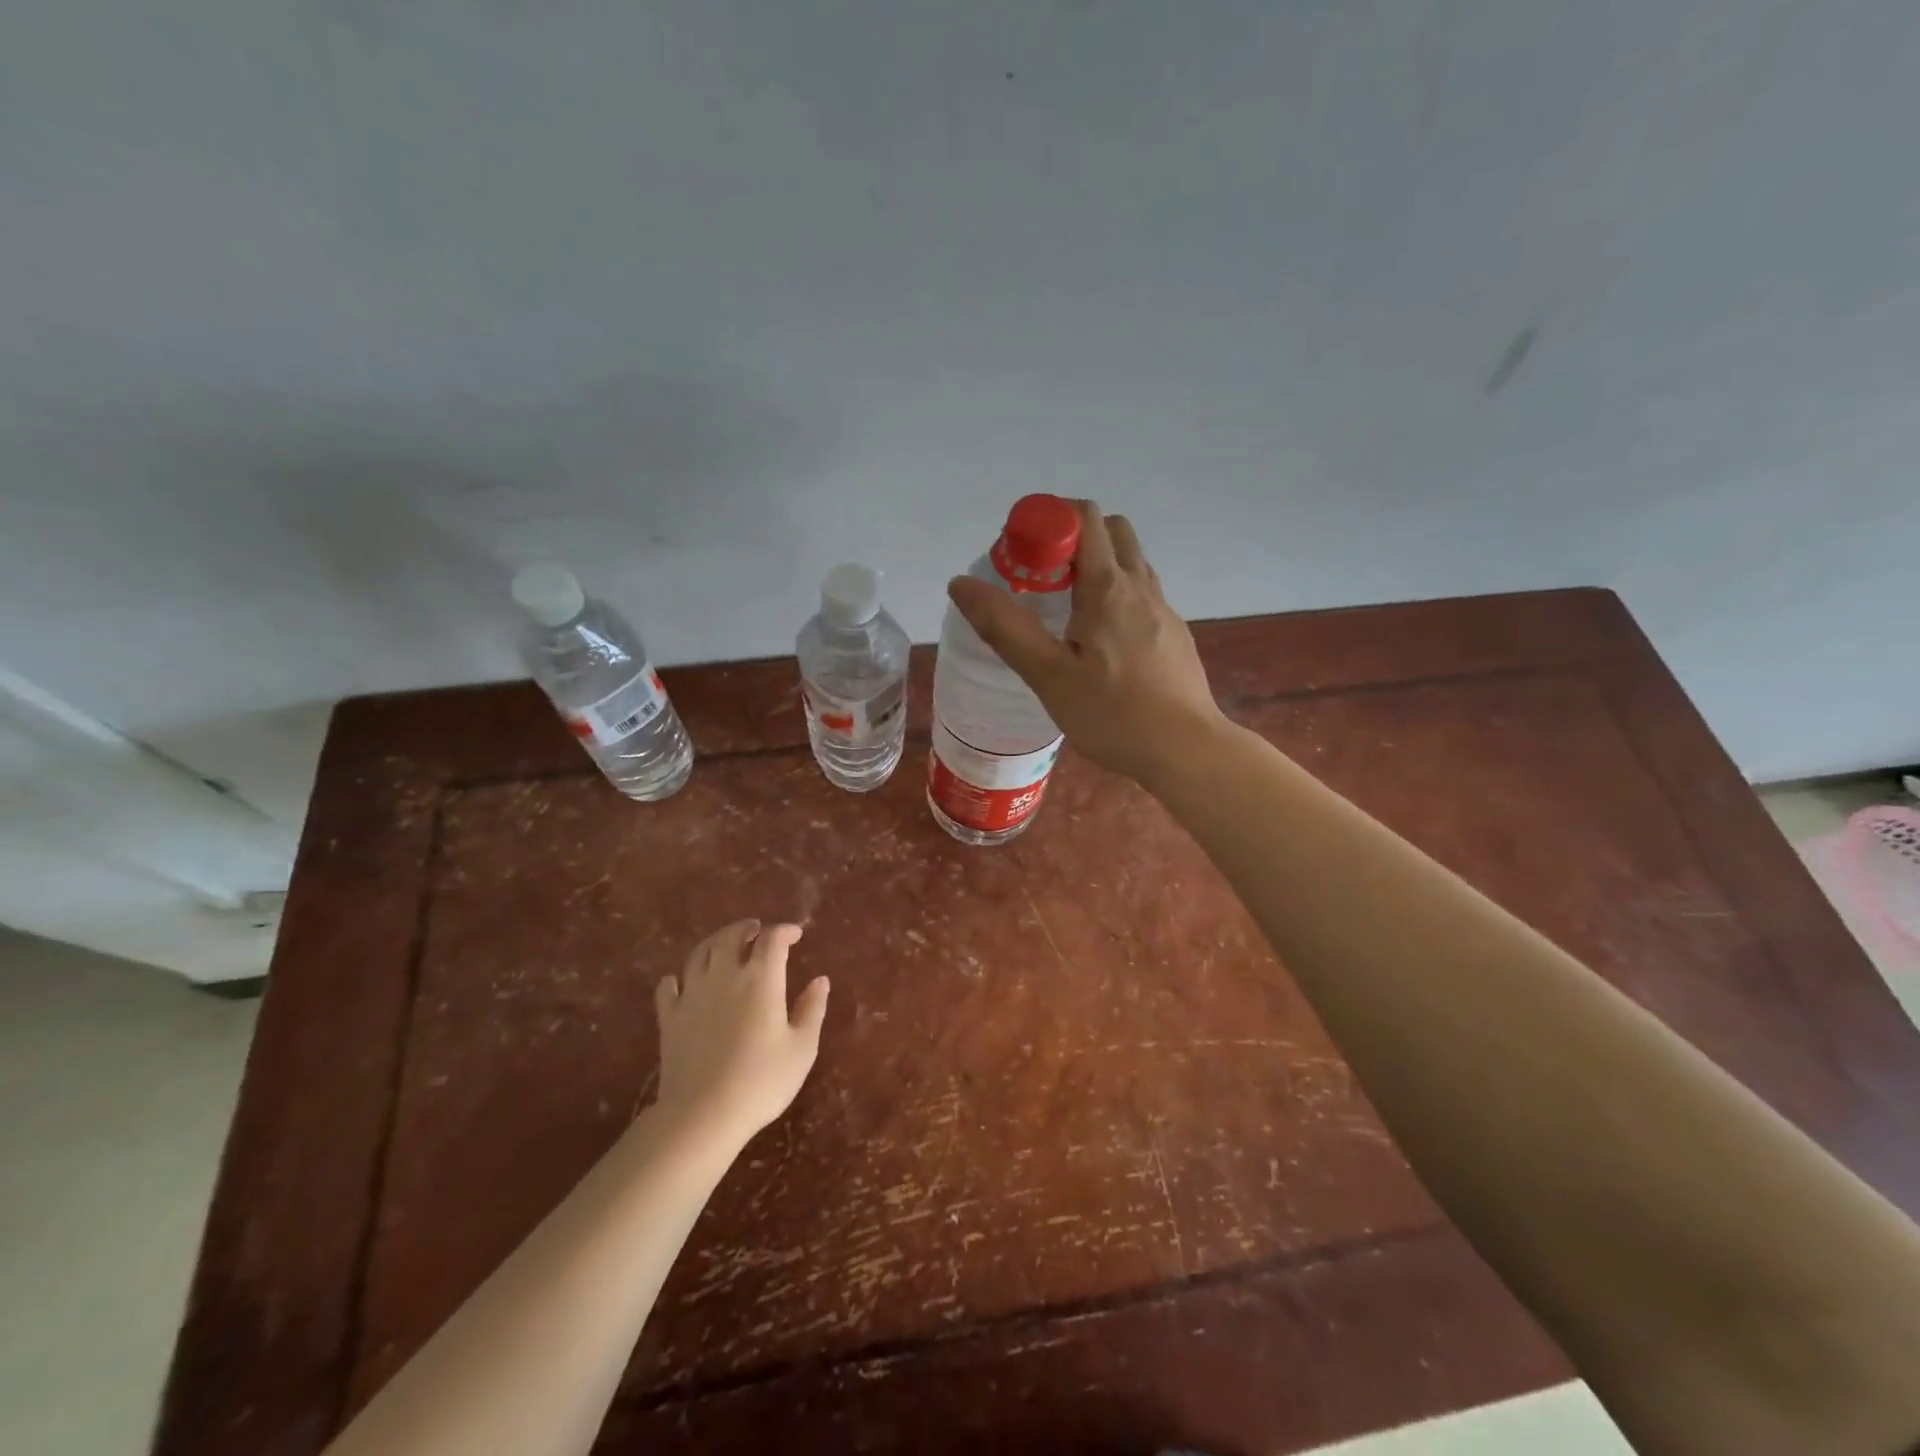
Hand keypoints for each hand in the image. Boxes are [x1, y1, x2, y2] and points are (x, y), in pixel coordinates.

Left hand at [653, 920, 828, 1141]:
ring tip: (723, 945)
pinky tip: (680, 982)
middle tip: (756, 930)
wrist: (703, 1114)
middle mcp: (724, 976)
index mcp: (760, 979)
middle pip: (730, 937)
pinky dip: (676, 978)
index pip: (772, 940)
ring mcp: (692, 995)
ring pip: (699, 954)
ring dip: (714, 943)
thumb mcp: (802, 1048)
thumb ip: (812, 1009)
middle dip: (746, 929)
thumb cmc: (762, 1080)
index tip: (795, 935)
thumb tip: (820, 980)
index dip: (784, 931)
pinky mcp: (669, 1018)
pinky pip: (668, 987)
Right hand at [947, 501, 1224, 786]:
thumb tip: (961, 583)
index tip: (1021, 553)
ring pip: (1130, 562)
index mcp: (1108, 587)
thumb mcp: (1049, 676)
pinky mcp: (1175, 634)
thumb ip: (1005, 628)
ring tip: (1066, 611)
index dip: (1048, 520)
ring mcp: (1164, 609)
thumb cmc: (1113, 714)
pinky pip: (1142, 594)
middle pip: (1112, 530)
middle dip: (1073, 537)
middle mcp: (1141, 586)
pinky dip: (1116, 594)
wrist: (1186, 750)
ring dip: (1097, 566)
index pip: (1083, 516)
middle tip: (1042, 578)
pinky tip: (1100, 643)